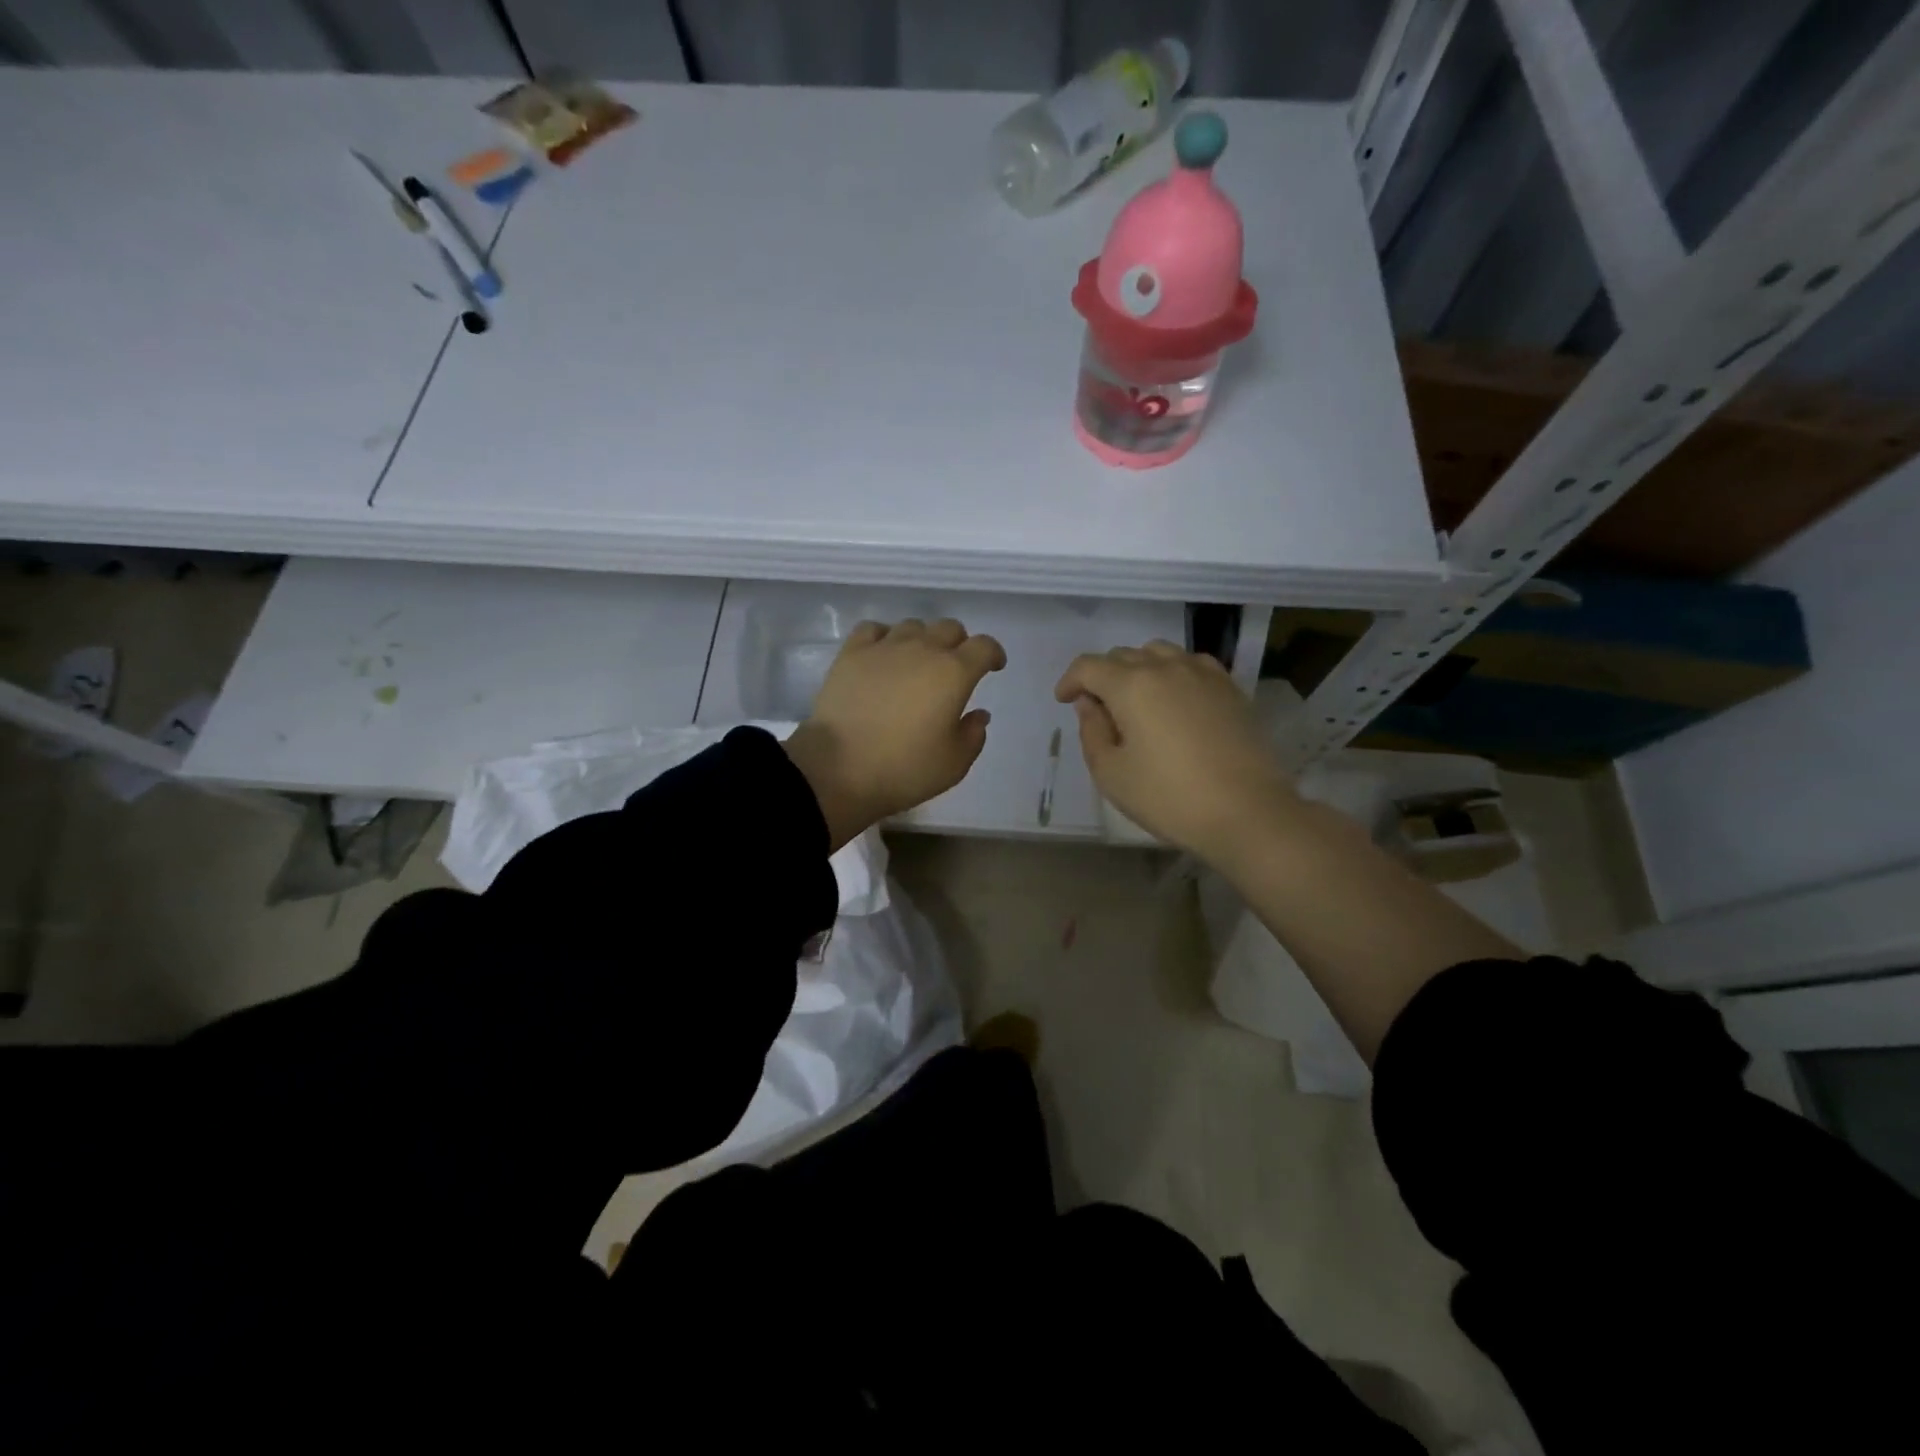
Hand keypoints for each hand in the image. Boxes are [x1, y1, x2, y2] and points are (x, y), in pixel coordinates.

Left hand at [784, 618, 1006, 850]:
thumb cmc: (904, 769)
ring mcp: (884, 647)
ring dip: (923, 640)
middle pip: (949, 628)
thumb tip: (978, 714)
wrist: (839, 769)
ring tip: (917, 662)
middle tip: (955, 668)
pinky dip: (885, 637)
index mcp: (954, 673)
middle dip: (959, 644)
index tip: (993, 667)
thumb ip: (973, 735)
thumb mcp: (954, 764)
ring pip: (913, 626)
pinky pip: (873, 629)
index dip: (993, 653)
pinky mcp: (851, 654)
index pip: (983, 646)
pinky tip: (883, 654)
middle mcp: (922, 649)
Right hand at [1054, 642, 1299, 864]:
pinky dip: (1172, 673)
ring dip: (1138, 669)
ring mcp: (1203, 674)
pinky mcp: (1230, 688)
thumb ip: (1092, 732)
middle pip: (1123, 655)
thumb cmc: (1169, 797)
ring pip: (1159, 653)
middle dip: (1103, 676)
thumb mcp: (1112, 774)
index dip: (1070, 680)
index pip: (1088, 666)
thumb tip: (1090, 704)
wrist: (1247, 811)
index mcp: (1131, 685)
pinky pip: (1191, 664)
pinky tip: (1175, 700)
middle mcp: (1166, 667)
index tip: (1064, 701)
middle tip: (1100, 710)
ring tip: (1137, 700)